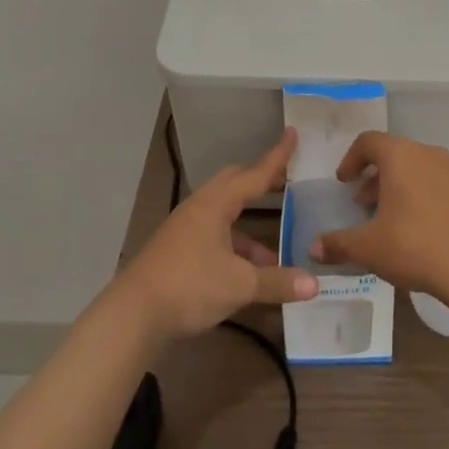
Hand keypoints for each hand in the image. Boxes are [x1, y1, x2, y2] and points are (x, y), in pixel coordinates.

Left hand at [116, 129, 317, 342]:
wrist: (133, 315)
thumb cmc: (190, 286)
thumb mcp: (239, 285)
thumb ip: (277, 283)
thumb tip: (314, 284)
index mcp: (216, 203)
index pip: (254, 174)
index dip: (277, 157)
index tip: (292, 133)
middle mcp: (200, 208)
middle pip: (234, 184)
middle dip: (260, 183)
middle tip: (285, 184)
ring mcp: (185, 229)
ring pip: (224, 215)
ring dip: (249, 230)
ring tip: (275, 254)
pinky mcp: (176, 250)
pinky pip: (213, 236)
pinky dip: (234, 247)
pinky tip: (246, 275)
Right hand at [308, 131, 448, 296]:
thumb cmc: (414, 245)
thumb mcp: (368, 248)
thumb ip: (338, 244)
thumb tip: (314, 248)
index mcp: (400, 156)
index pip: (369, 141)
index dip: (351, 159)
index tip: (344, 182)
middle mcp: (429, 154)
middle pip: (395, 155)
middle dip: (376, 178)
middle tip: (364, 205)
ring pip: (420, 170)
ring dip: (402, 188)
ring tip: (393, 220)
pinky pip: (443, 189)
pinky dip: (427, 200)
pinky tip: (424, 231)